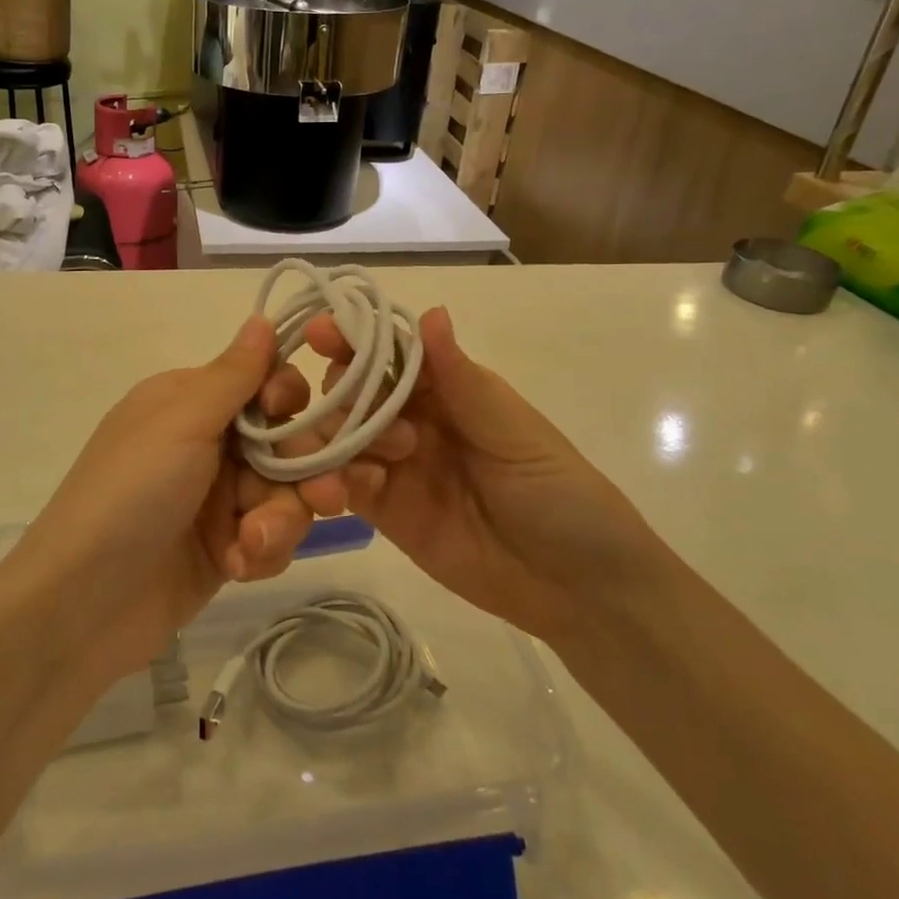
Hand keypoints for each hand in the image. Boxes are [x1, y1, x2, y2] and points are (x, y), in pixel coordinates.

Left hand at [7, 316, 344, 678]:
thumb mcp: (181, 423)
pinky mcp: (224, 547)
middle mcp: (207, 443)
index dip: (290, 399)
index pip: (263, 382)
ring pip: (285, 494)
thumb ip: (232, 375)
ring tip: (251, 545)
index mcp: (191, 401)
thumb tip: (261, 317)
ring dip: (279, 520)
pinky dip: (261, 552)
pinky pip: (270, 537)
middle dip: (305, 471)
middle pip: (286, 442)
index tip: (292, 418)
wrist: (82, 606)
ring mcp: (216, 498)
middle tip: (325, 498)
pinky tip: (237, 567)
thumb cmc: (130, 495)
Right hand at [306, 306, 670, 647]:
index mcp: (447, 388)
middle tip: (370, 421)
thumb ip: (460, 379)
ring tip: (375, 461)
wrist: (576, 587)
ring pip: (338, 434)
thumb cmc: (559, 493)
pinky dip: (335, 479)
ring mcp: (394, 465)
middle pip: (352, 389)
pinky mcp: (383, 511)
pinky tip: (357, 488)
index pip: (388, 352)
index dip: (353, 338)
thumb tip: (431, 311)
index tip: (322, 333)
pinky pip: (342, 483)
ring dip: (336, 436)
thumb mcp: (514, 432)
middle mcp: (412, 419)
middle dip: (344, 392)